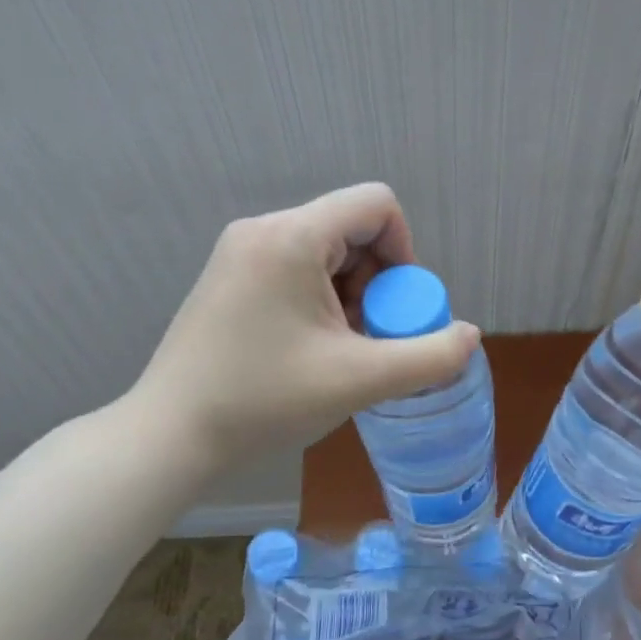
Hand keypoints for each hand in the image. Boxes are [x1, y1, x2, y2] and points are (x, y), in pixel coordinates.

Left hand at [127, 184, 479, 470]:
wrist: (170, 435)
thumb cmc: (264, 400)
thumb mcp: (360, 380)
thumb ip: (429, 356)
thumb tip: (470, 336)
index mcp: (293, 236)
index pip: (377, 205)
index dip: (405, 252)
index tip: (397, 309)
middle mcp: (264, 229)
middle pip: (352, 228)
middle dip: (377, 282)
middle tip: (370, 338)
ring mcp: (240, 251)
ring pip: (326, 250)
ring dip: (351, 294)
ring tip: (341, 349)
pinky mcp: (229, 276)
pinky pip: (296, 267)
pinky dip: (320, 299)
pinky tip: (311, 348)